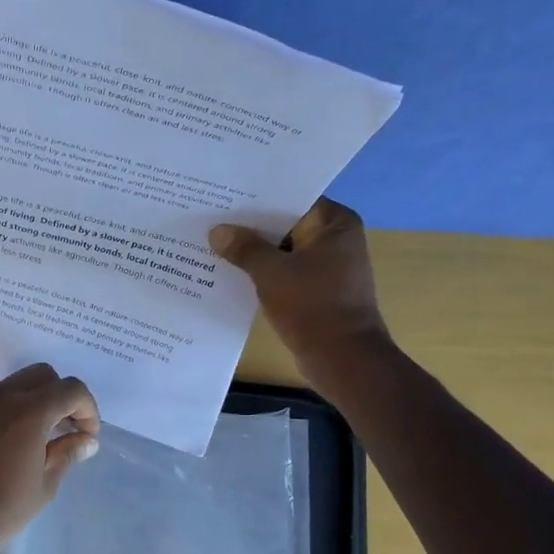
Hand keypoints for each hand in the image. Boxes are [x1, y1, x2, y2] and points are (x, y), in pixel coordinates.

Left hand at [0, 363, 100, 553]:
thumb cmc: (0, 510)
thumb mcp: (44, 486)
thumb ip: (67, 454)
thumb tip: (86, 441)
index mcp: (30, 411)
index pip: (71, 389)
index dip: (87, 408)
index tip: (86, 434)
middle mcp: (0, 395)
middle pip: (41, 375)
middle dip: (59, 396)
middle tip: (62, 428)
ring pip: (10, 385)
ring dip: (27, 401)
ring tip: (27, 436)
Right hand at [210, 198, 390, 376]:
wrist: (343, 359)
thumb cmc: (313, 306)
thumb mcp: (272, 273)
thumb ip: (244, 248)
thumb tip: (217, 231)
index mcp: (335, 223)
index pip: (291, 198)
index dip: (257, 197)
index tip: (224, 194)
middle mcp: (335, 239)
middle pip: (285, 224)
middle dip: (251, 225)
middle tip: (211, 216)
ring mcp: (327, 266)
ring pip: (282, 250)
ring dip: (254, 251)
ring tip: (213, 242)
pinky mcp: (317, 290)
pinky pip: (284, 272)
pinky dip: (263, 272)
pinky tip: (230, 272)